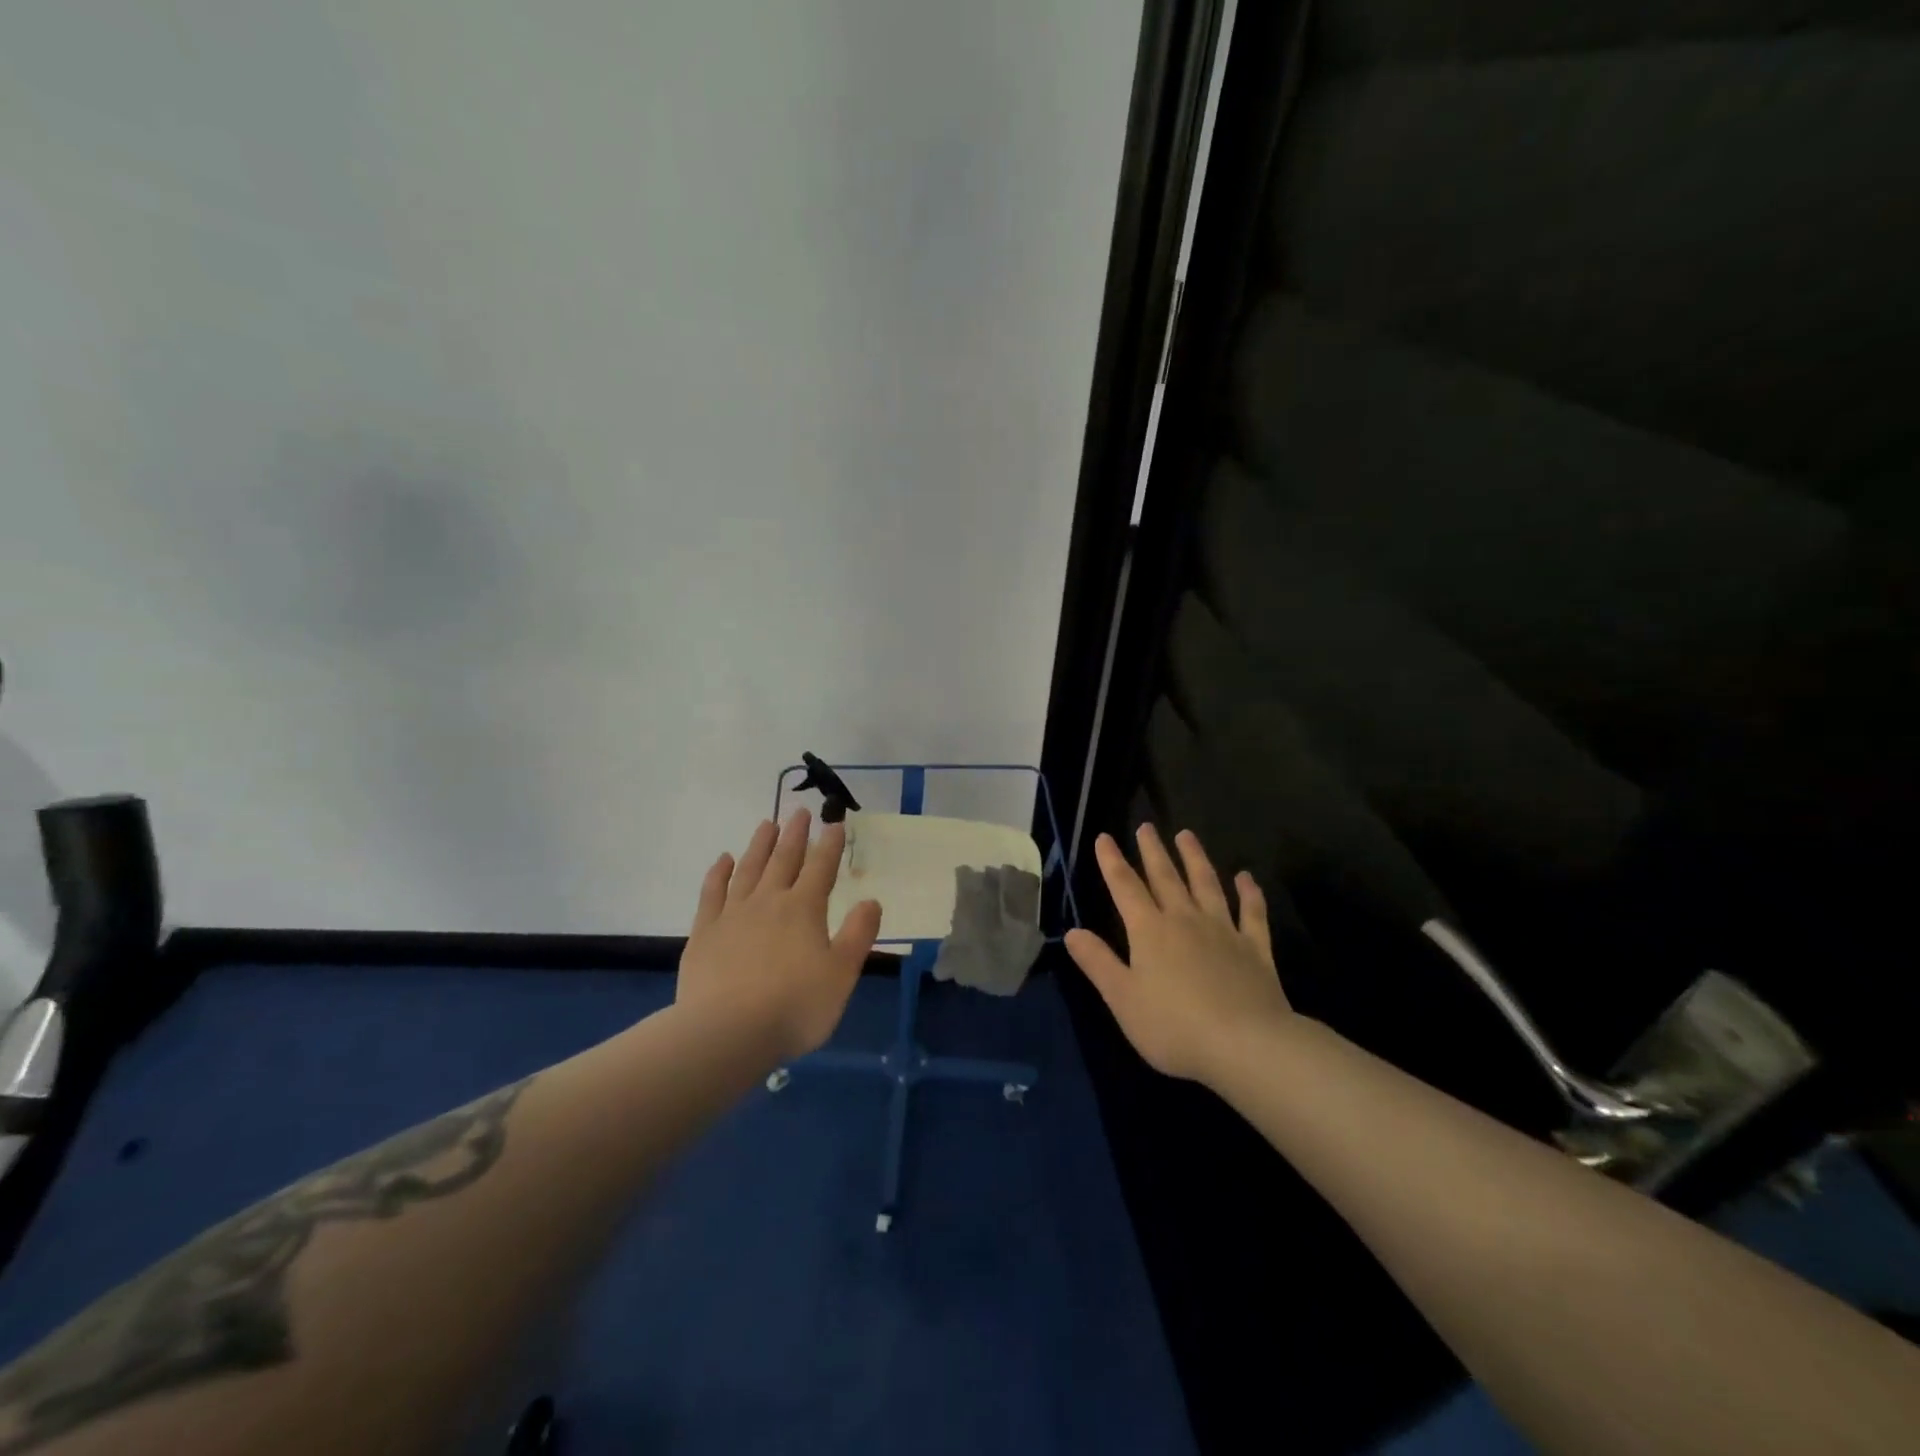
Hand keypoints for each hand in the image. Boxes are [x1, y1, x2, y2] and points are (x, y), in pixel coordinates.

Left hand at [676, 809, 882, 1063]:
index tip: (834, 824)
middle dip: (794, 835)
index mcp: (804, 909)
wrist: (726, 1032)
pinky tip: (724, 860)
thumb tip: (871, 901)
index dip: (830, 845)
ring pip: (749, 869)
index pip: (821, 868)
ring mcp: (733, 914)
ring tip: (766, 824)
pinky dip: (719, 873)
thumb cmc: (794, 1006)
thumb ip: (858, 935)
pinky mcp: (705, 932)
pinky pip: (712, 892)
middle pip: (784, 860)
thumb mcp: (841, 974)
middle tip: (799, 812)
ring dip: (759, 845)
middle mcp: (769, 901)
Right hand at [1065, 825, 1293, 1084]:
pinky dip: (1250, 893)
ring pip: (1207, 884)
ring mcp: (1223, 931)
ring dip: (1195, 858)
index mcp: (1149, 931)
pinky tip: (1246, 878)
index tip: (1105, 838)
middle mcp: (1185, 920)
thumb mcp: (1122, 998)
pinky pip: (1252, 913)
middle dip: (1153, 851)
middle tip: (1146, 826)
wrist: (1246, 1044)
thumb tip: (1072, 932)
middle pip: (1166, 878)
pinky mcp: (1255, 949)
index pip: (1125, 888)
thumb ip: (1098, 962)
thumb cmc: (1174, 1026)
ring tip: (1187, 835)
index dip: (1112, 862)